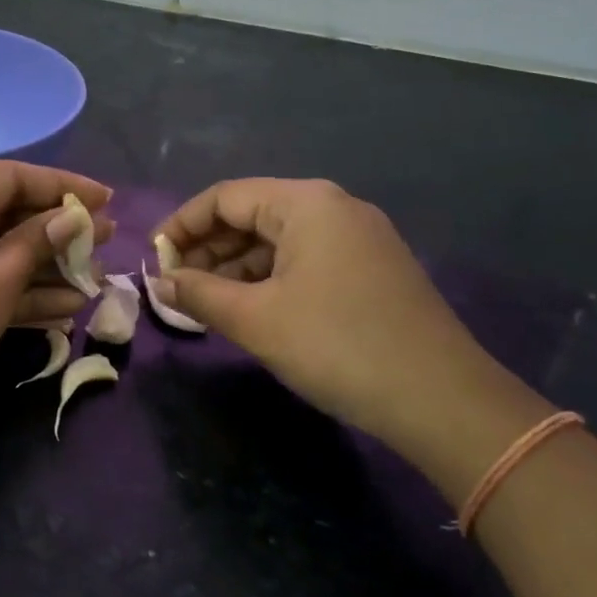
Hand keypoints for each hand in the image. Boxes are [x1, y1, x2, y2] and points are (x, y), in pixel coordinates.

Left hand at [0, 161, 112, 450]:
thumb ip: (33, 246)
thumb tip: (73, 216)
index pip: (7, 177)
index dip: (62, 186)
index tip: (108, 200)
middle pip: (0, 213)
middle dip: (55, 231)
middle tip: (106, 243)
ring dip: (39, 267)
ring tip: (94, 279)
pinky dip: (10, 292)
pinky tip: (61, 310)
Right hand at [155, 179, 547, 467]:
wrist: (442, 400)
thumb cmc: (337, 346)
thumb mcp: (256, 320)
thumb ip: (200, 294)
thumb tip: (162, 283)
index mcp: (306, 203)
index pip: (225, 197)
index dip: (182, 225)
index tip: (155, 260)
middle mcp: (335, 208)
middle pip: (253, 214)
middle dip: (209, 249)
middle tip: (177, 287)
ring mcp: (359, 238)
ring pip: (279, 241)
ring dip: (237, 268)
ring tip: (207, 303)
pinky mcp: (373, 270)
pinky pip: (306, 261)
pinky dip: (271, 280)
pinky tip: (252, 310)